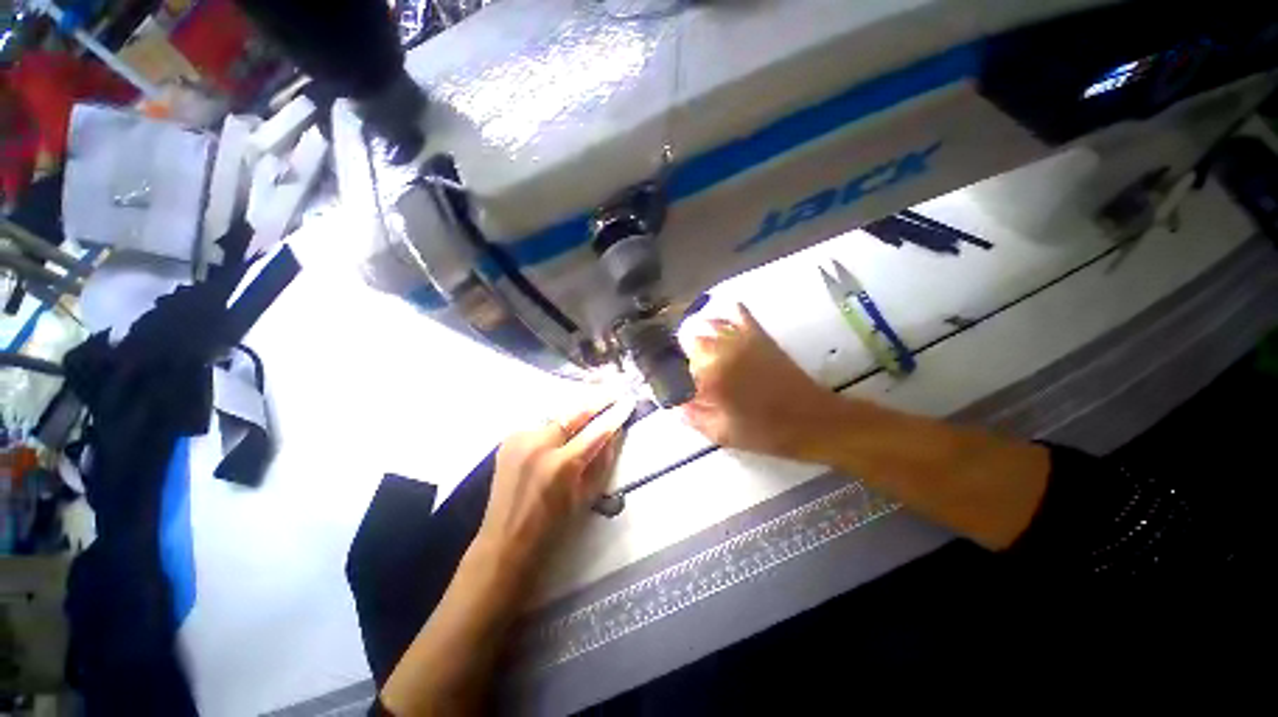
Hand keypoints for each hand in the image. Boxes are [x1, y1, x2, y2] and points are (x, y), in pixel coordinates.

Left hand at [475, 396, 635, 576]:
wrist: (505, 540)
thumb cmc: (553, 526)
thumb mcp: (586, 496)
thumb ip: (602, 461)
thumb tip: (615, 432)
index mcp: (561, 465)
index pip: (596, 431)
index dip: (615, 415)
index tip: (628, 402)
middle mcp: (539, 445)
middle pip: (574, 413)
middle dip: (597, 401)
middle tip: (613, 391)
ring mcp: (520, 439)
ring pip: (557, 417)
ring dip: (575, 414)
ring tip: (593, 406)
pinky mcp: (509, 439)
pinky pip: (540, 425)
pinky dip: (555, 425)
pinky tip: (564, 428)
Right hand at [681, 304, 843, 461]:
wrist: (812, 420)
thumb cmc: (765, 432)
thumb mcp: (723, 434)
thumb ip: (692, 417)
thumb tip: (674, 405)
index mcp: (710, 375)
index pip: (677, 365)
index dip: (671, 375)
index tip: (674, 385)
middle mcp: (722, 350)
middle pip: (689, 340)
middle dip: (684, 353)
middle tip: (689, 371)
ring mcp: (741, 339)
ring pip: (708, 324)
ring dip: (699, 334)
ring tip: (700, 349)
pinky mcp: (759, 335)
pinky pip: (738, 314)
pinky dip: (726, 317)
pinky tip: (723, 326)